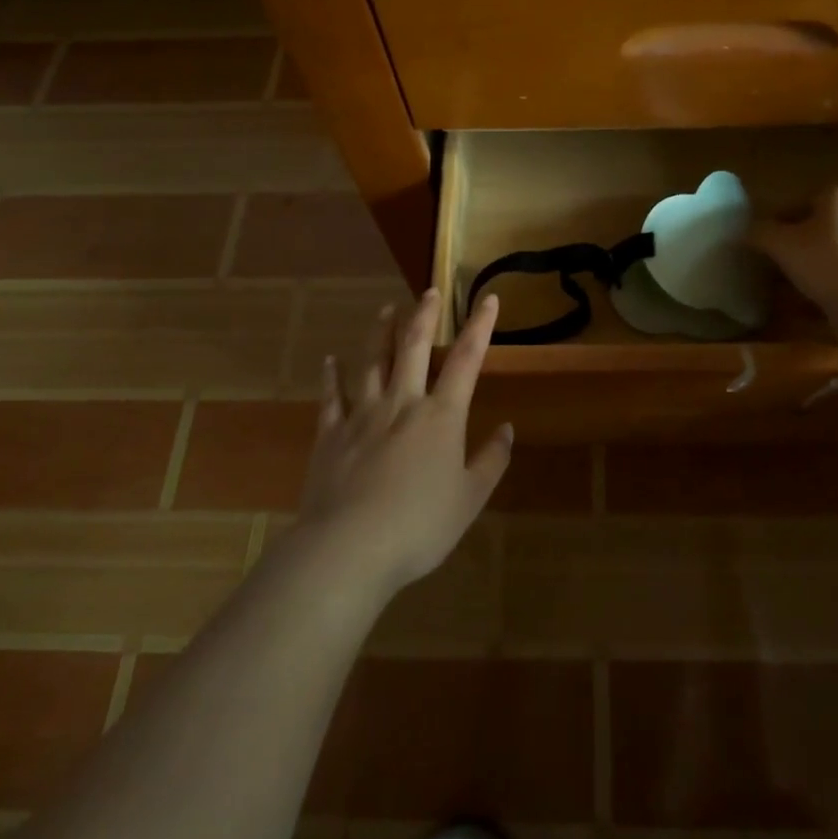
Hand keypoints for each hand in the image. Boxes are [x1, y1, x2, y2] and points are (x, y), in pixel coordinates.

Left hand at [296, 288, 510, 598]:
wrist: (349, 547)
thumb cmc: (419, 526)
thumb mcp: (469, 499)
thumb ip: (491, 461)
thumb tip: (507, 429)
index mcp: (441, 416)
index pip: (466, 360)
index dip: (480, 327)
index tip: (488, 299)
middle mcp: (402, 403)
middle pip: (413, 347)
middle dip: (424, 316)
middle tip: (428, 290)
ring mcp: (362, 415)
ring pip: (372, 362)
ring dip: (380, 332)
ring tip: (386, 309)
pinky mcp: (331, 434)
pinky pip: (332, 397)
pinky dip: (332, 376)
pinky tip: (330, 360)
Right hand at [753, 186, 837, 312]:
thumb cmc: (823, 259)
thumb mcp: (779, 243)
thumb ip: (760, 233)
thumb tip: (746, 232)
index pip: (802, 201)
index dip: (779, 220)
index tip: (764, 240)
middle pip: (819, 229)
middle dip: (795, 246)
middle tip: (773, 264)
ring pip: (832, 256)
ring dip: (810, 270)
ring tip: (786, 290)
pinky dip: (827, 288)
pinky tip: (808, 307)